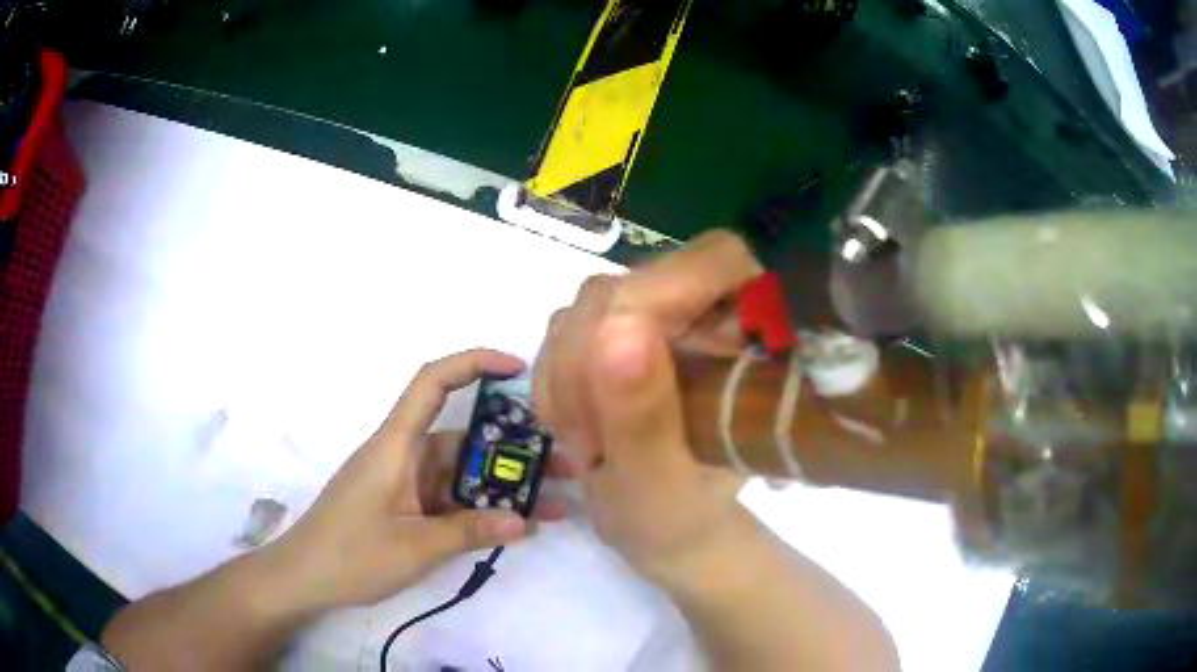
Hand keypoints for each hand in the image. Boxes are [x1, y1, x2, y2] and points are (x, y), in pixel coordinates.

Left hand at [264, 349, 570, 611]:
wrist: (306, 578)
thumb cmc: (351, 554)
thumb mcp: (414, 546)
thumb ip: (469, 531)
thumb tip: (526, 521)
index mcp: (396, 445)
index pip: (432, 382)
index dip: (473, 363)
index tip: (518, 369)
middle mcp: (404, 455)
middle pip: (463, 437)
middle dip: (514, 449)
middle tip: (565, 464)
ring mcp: (406, 483)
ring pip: (463, 473)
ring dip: (504, 486)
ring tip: (557, 501)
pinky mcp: (407, 507)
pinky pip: (452, 499)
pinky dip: (482, 509)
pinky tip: (517, 524)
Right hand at [533, 231, 763, 580]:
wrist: (661, 528)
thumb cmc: (678, 515)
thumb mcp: (659, 480)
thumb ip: (641, 414)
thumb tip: (616, 329)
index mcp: (748, 341)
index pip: (717, 260)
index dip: (667, 294)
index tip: (621, 368)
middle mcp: (705, 314)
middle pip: (630, 285)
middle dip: (591, 363)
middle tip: (592, 441)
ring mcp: (656, 319)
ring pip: (587, 306)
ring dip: (568, 379)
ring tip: (590, 445)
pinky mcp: (616, 332)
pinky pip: (563, 329)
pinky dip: (555, 382)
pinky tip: (575, 429)